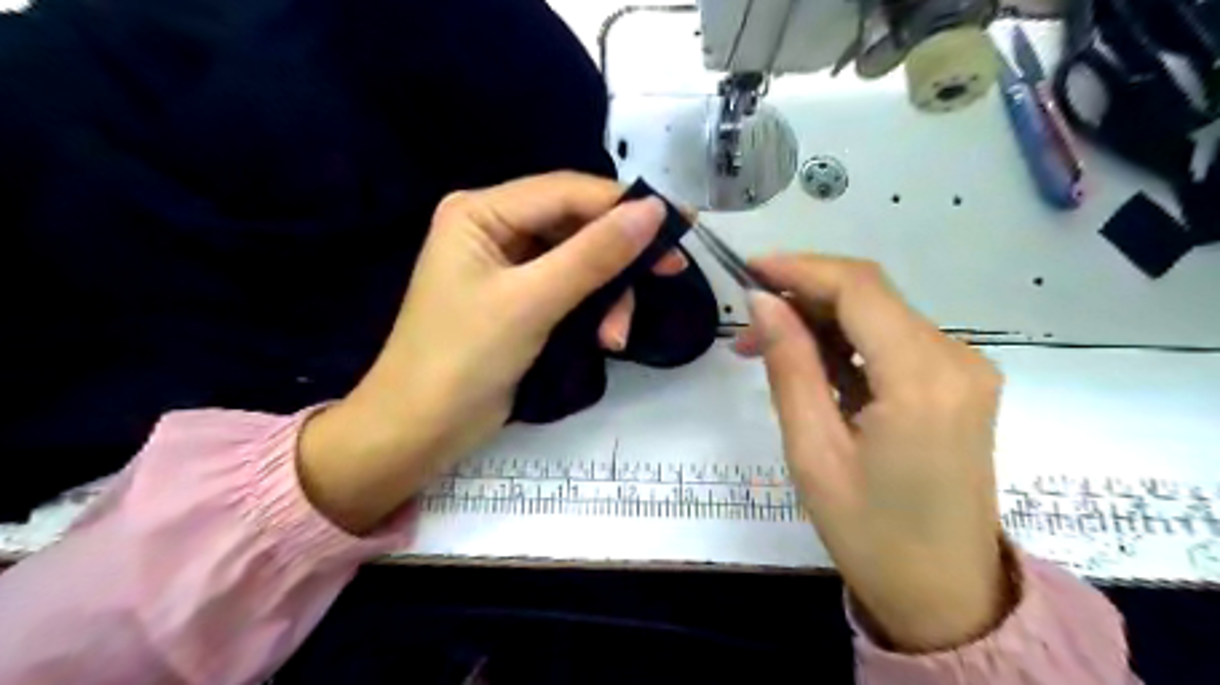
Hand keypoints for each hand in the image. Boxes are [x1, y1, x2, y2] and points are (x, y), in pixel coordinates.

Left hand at [295, 170, 675, 535]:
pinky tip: (605, 339)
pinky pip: (572, 291)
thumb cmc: (462, 359)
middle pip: (578, 227)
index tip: (681, 222)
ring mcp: (509, 267)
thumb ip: (594, 254)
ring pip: (581, 263)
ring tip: (616, 337)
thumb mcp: (532, 302)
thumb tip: (654, 210)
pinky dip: (593, 312)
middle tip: (672, 271)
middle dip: (620, 258)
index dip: (625, 204)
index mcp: (482, 212)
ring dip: (608, 296)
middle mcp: (496, 229)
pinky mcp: (521, 301)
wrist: (420, 431)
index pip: (567, 192)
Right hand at [739, 254, 1005, 649]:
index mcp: (923, 380)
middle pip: (871, 295)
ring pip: (880, 314)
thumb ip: (790, 366)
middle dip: (804, 296)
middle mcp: (957, 360)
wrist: (947, 596)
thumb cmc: (870, 534)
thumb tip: (763, 301)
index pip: (859, 288)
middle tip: (748, 327)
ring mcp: (965, 370)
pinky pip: (894, 341)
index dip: (800, 267)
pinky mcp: (959, 384)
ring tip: (767, 349)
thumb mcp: (813, 452)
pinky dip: (847, 342)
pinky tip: (812, 365)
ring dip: (821, 320)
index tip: (748, 269)